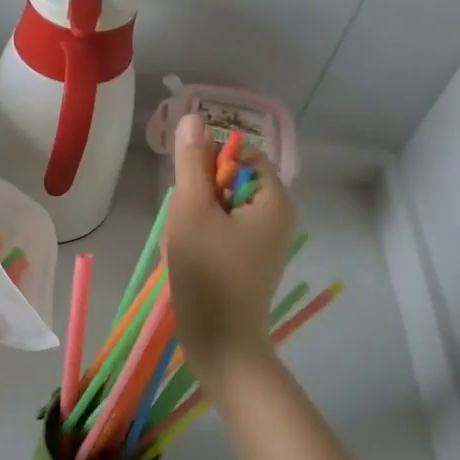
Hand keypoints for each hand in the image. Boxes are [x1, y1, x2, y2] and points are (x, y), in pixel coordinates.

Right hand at [162, 113, 296, 392]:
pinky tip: (186, 260)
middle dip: (197, 198)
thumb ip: (192, 162)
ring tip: (184, 246)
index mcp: (274, 199)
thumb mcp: (192, 210)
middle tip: (185, 226)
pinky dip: (198, 239)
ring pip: (217, 209)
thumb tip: (192, 119)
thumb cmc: (208, 273)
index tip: (189, 193)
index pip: (240, 155)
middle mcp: (276, 217)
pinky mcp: (246, 262)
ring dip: (192, 221)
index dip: (209, 165)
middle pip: (227, 182)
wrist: (219, 341)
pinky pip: (219, 233)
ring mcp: (262, 242)